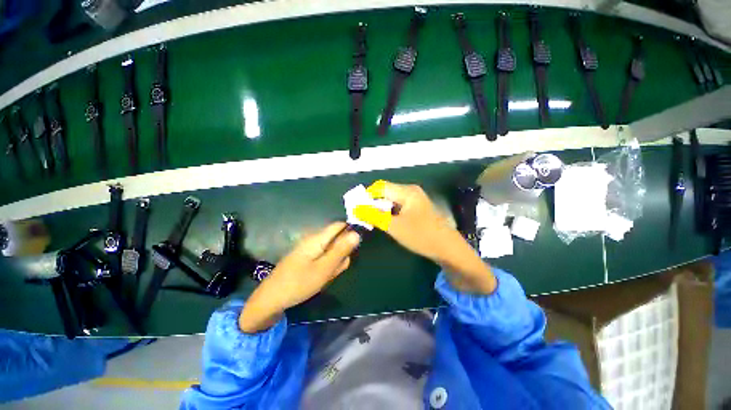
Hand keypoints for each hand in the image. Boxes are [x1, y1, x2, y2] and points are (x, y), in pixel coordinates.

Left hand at [239, 222, 360, 332]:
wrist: (271, 299)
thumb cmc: (299, 283)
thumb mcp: (325, 268)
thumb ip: (341, 250)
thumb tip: (357, 233)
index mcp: (318, 238)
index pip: (339, 225)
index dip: (351, 231)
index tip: (357, 247)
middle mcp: (314, 240)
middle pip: (337, 239)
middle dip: (341, 253)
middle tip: (335, 269)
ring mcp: (310, 250)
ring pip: (331, 251)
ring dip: (334, 262)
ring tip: (326, 276)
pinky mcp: (307, 258)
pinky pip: (323, 258)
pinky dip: (326, 267)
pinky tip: (320, 278)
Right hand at [354, 180, 495, 293]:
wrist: (447, 249)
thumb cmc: (421, 236)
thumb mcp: (394, 226)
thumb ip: (374, 216)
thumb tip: (356, 208)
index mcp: (406, 191)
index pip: (380, 187)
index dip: (366, 196)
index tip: (356, 208)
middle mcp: (410, 191)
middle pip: (385, 192)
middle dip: (372, 203)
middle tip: (361, 216)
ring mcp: (414, 200)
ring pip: (390, 200)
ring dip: (379, 209)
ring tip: (370, 220)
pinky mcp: (415, 209)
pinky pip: (397, 207)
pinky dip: (388, 213)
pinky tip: (384, 222)